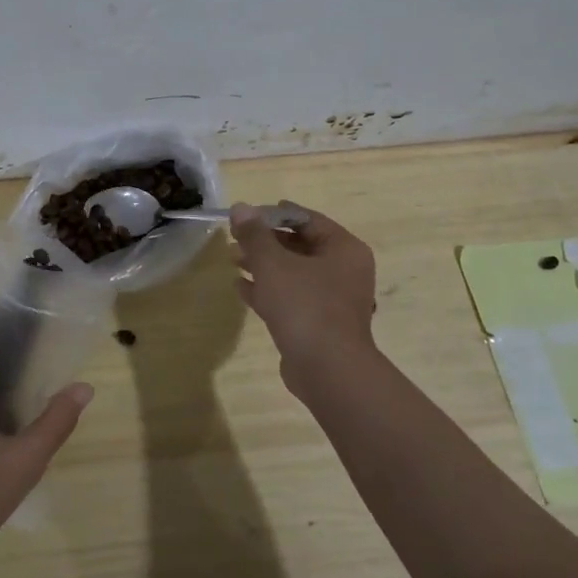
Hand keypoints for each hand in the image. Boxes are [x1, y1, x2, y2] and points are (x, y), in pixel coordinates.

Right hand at [230, 203, 379, 393]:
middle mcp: (345, 271)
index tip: (245, 216)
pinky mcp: (320, 324)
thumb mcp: (273, 263)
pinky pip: (292, 297)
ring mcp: (334, 300)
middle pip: (300, 245)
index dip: (273, 214)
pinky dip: (268, 290)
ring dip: (263, 265)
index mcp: (344, 249)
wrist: (327, 369)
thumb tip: (240, 207)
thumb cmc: (304, 305)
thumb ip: (255, 234)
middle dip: (265, 241)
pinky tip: (240, 287)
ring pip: (294, 272)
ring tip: (232, 260)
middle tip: (235, 238)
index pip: (307, 219)